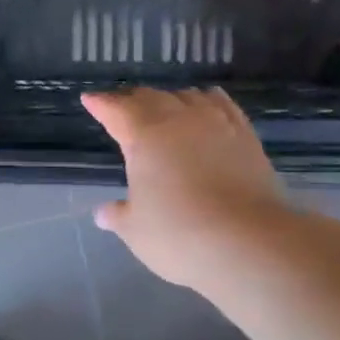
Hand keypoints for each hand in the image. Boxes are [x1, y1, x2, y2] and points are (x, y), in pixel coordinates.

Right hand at [82, 88, 286, 289]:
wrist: (249, 242)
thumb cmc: (179, 235)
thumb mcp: (136, 231)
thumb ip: (119, 216)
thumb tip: (103, 213)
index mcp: (144, 136)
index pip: (116, 111)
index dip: (101, 104)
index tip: (90, 99)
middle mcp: (179, 120)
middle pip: (151, 98)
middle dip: (132, 101)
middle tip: (122, 106)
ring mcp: (216, 124)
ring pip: (187, 97)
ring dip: (170, 100)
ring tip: (163, 107)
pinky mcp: (245, 136)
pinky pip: (222, 105)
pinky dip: (208, 100)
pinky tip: (208, 102)